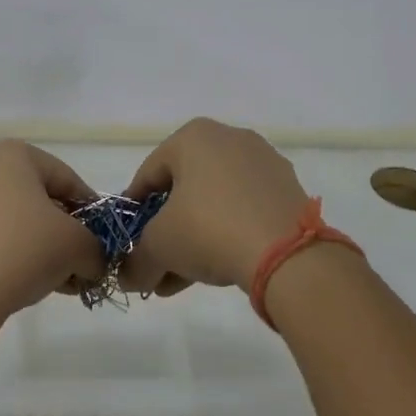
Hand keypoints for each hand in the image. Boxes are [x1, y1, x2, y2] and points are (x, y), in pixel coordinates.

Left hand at [0, 141, 105, 321]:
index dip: (91, 212)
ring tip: (57, 279)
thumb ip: (96, 249)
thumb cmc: (24, 250)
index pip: (67, 179)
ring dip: (39, 247)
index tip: (103, 241)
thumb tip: (94, 262)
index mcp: (13, 154)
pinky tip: (25, 282)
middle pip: (38, 199)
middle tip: (81, 262)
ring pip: (14, 220)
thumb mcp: (78, 247)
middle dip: (64, 232)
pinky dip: (11, 254)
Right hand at [118, 118, 310, 295]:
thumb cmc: (209, 229)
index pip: (148, 174)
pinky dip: (226, 234)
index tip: (127, 241)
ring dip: (193, 238)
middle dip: (165, 231)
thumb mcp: (159, 247)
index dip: (133, 211)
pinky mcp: (287, 190)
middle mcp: (230, 139)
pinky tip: (216, 269)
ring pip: (214, 203)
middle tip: (155, 264)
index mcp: (193, 136)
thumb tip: (128, 278)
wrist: (288, 254)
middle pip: (183, 190)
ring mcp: (263, 163)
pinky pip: (244, 210)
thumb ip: (136, 260)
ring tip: (181, 278)